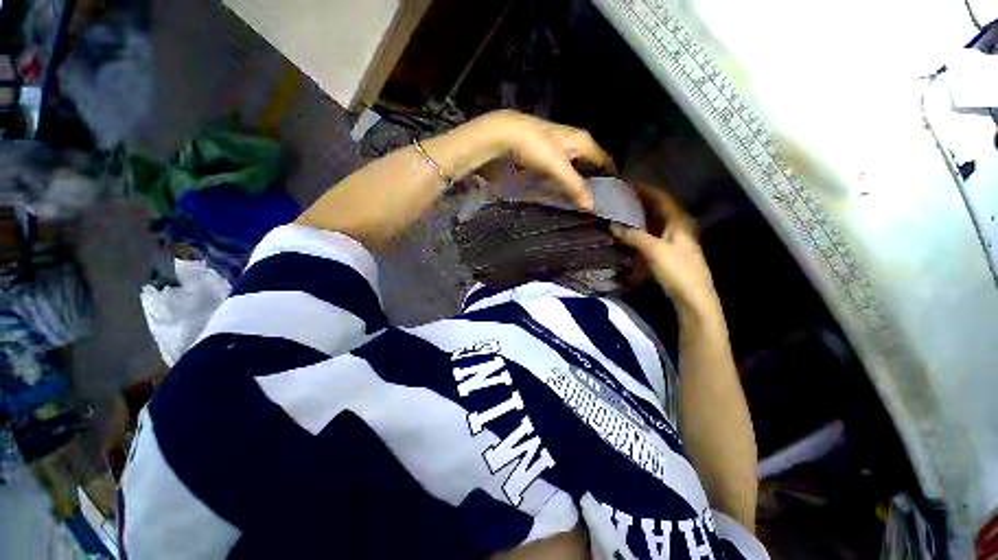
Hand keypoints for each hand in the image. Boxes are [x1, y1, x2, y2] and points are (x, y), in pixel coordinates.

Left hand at [426, 110, 614, 210]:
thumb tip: (592, 206)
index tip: (613, 197)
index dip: (611, 176)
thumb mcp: (557, 167)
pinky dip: (565, 181)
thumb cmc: (535, 147)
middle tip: (597, 204)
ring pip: (576, 168)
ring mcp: (559, 148)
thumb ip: (575, 185)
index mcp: (583, 141)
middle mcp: (574, 142)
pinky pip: (562, 170)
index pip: (605, 159)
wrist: (503, 134)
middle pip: (591, 164)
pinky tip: (562, 192)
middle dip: (595, 182)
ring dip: (579, 183)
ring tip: (581, 202)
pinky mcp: (545, 155)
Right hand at [610, 184, 719, 317]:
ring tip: (621, 212)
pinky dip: (640, 230)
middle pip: (658, 208)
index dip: (645, 189)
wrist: (693, 297)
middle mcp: (678, 226)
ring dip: (639, 216)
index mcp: (679, 221)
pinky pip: (652, 234)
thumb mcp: (654, 251)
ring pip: (655, 222)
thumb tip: (612, 225)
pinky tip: (629, 233)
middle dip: (640, 201)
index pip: (662, 197)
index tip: (627, 184)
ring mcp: (675, 239)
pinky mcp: (669, 251)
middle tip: (620, 198)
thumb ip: (633, 236)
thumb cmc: (677, 270)